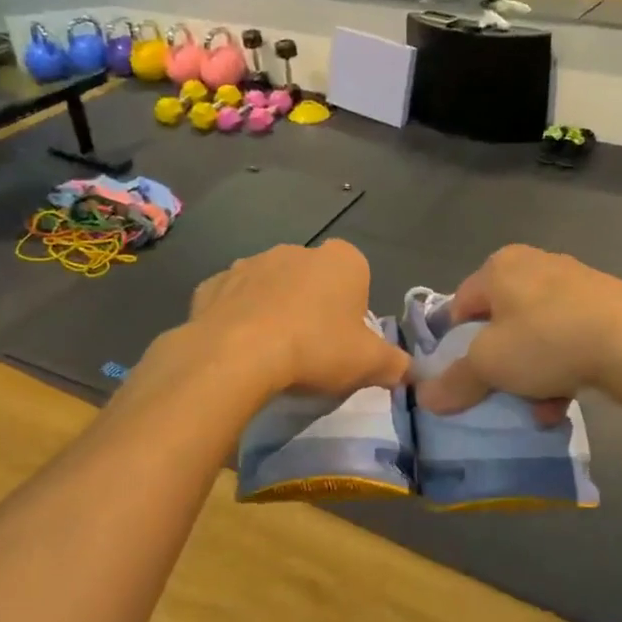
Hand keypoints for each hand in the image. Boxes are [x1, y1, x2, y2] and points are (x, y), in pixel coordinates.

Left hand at [185, 240, 408, 399]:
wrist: (237, 355)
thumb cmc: (315, 349)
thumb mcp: (369, 364)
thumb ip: (394, 364)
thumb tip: (408, 371)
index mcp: (341, 260)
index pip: (357, 275)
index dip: (353, 308)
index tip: (346, 339)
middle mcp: (296, 251)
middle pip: (313, 279)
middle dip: (313, 306)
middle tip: (312, 349)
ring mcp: (250, 263)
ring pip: (271, 286)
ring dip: (274, 309)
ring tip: (272, 352)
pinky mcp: (213, 284)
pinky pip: (233, 300)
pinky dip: (237, 318)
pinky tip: (238, 348)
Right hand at [417, 245, 621, 417]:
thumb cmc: (547, 340)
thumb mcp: (489, 364)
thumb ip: (455, 380)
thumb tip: (425, 397)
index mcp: (500, 266)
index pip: (460, 305)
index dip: (455, 344)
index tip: (463, 376)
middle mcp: (536, 265)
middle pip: (501, 323)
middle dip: (499, 363)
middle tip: (500, 392)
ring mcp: (577, 284)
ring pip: (537, 335)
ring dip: (531, 374)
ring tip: (537, 407)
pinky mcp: (609, 306)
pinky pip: (569, 340)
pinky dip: (562, 369)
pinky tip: (565, 399)